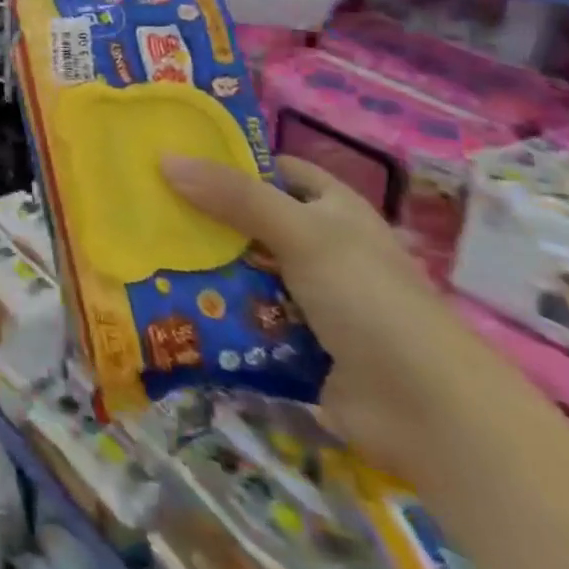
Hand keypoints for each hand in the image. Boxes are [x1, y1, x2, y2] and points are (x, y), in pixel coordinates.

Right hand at [162, 153, 498, 480]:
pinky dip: (210, 310)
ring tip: (140, 249)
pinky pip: (240, 316)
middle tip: (141, 203)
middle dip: (201, 215)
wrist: (428, 414)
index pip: (276, 169)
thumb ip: (234, 196)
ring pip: (240, 269)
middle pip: (248, 219)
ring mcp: (307, 298)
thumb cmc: (372, 301)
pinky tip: (165, 299)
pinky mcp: (292, 342)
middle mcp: (320, 248)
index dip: (231, 158)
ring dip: (201, 265)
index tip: (174, 154)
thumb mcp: (302, 234)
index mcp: (333, 211)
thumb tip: (164, 159)